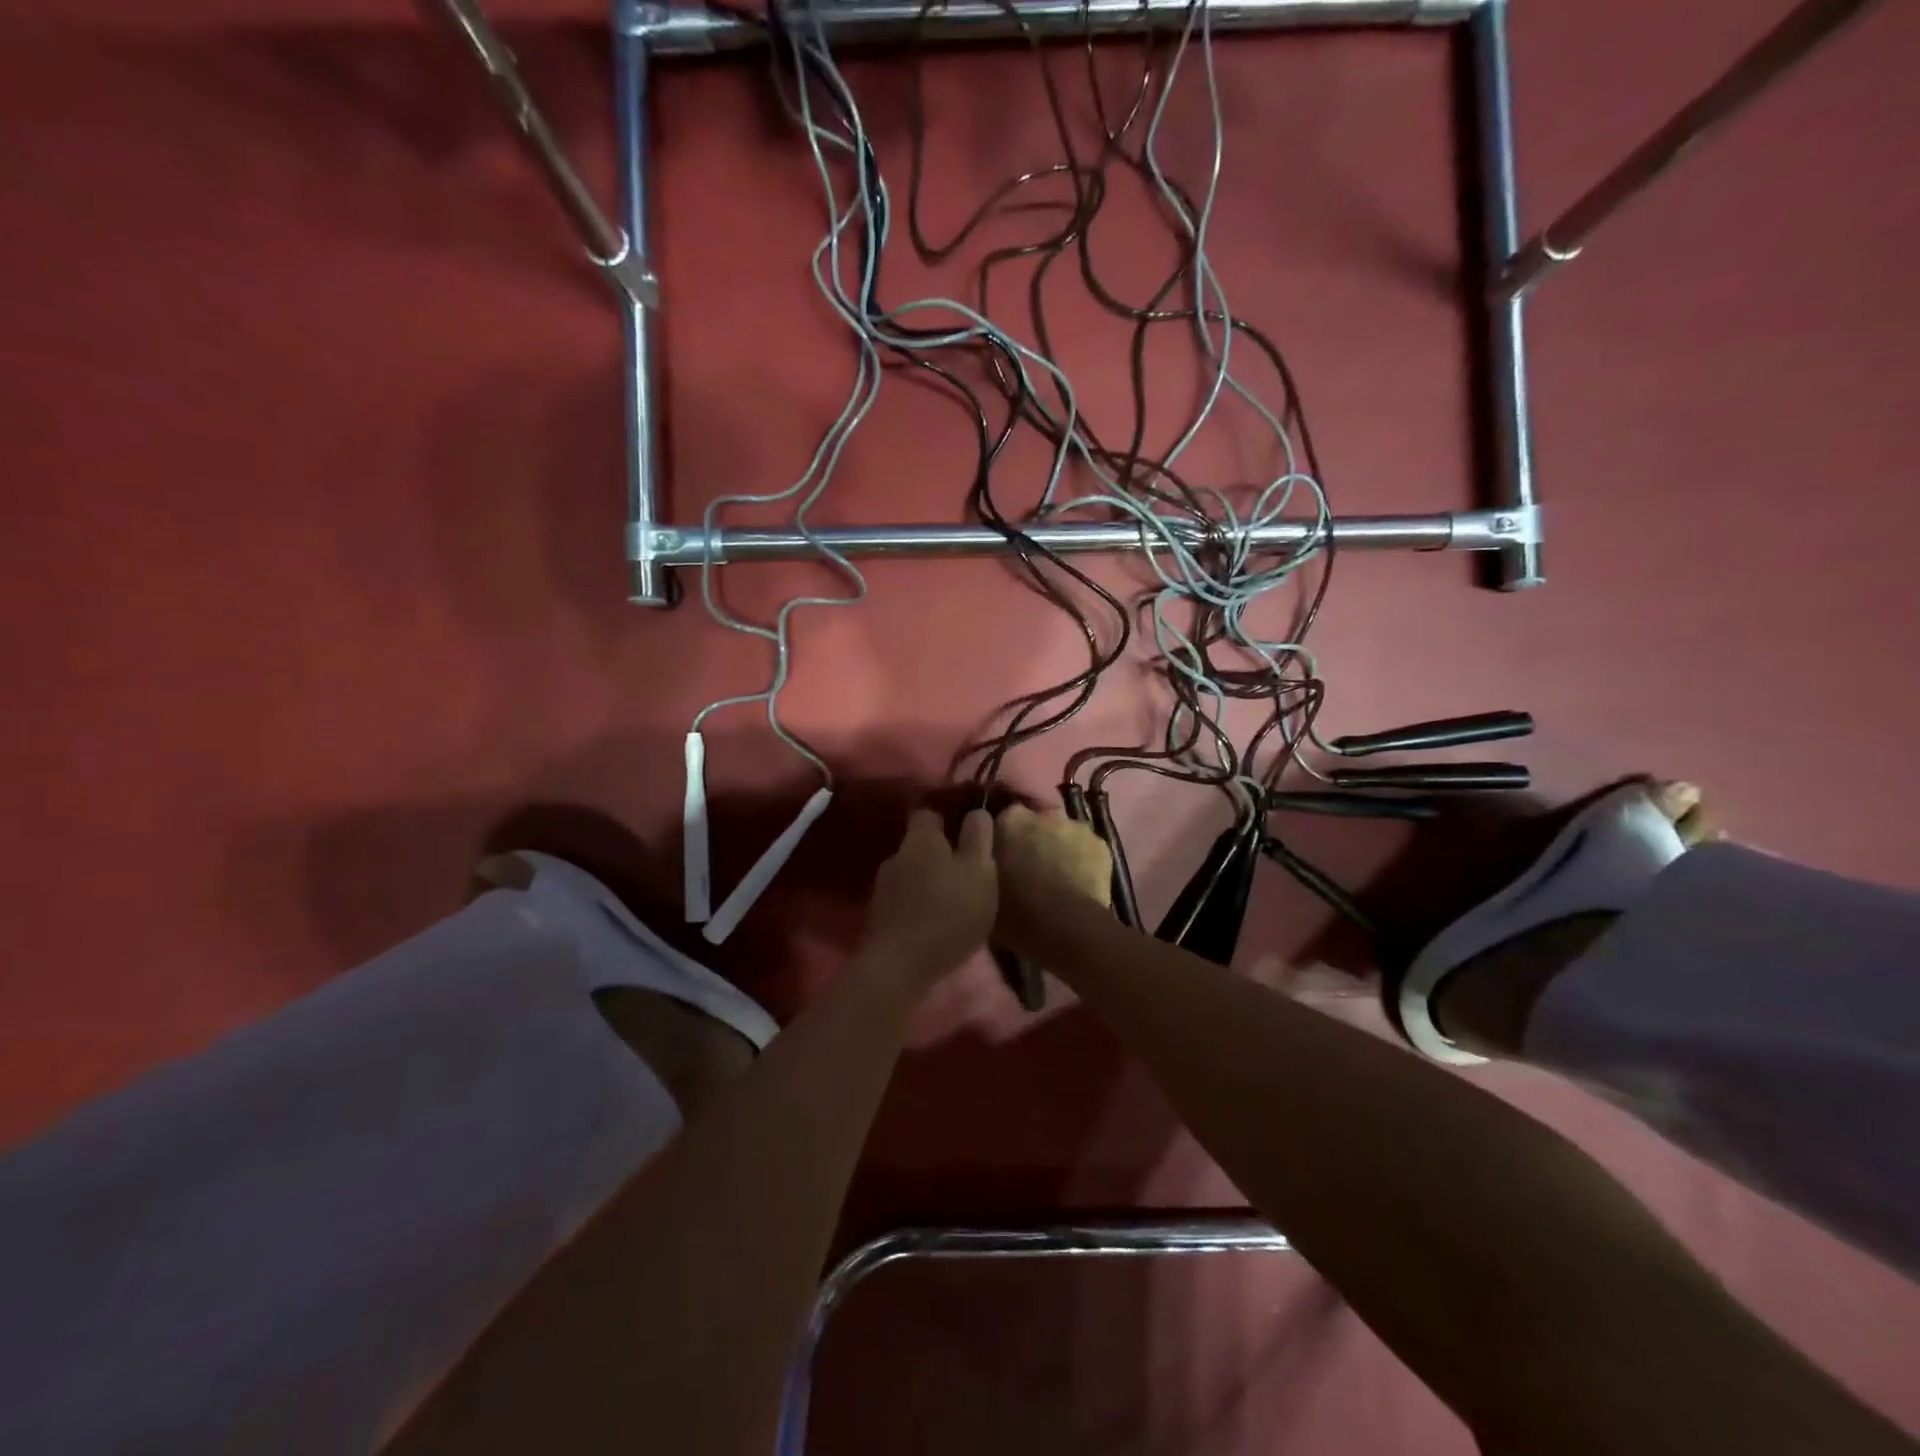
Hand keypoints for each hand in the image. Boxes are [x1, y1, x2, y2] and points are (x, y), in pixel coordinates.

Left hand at [858, 809, 997, 984]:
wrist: (899, 966)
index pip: (929, 812)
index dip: (948, 818)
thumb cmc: (947, 911)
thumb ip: (978, 837)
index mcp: (920, 838)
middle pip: (920, 845)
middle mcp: (896, 855)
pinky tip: (934, 922)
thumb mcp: (979, 870)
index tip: (967, 832)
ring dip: (929, 882)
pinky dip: (918, 905)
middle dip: (940, 855)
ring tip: (953, 901)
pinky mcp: (878, 916)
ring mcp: (882, 887)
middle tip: (966, 872)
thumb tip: (976, 811)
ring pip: (911, 873)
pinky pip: (904, 900)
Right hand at [992, 805, 1111, 954]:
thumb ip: (982, 862)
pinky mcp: (1101, 844)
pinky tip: (1078, 883)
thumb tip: (985, 857)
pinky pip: (1086, 848)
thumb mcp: (982, 888)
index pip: (1004, 818)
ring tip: (1056, 878)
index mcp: (1010, 820)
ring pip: (1063, 834)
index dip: (1005, 837)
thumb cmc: (1016, 914)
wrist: (1065, 930)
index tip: (1004, 856)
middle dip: (1033, 839)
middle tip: (1029, 868)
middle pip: (1036, 822)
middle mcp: (1043, 815)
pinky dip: (1082, 860)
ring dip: (1058, 847)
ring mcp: (1075, 827)